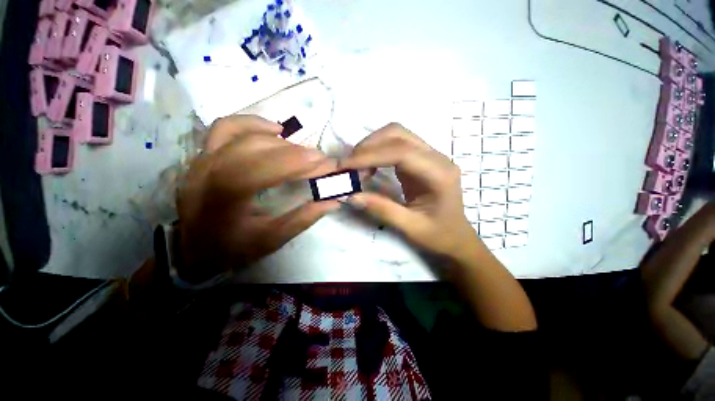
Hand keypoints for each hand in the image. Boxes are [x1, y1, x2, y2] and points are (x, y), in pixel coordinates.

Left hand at [176, 115, 339, 282]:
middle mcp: (209, 171)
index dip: (300, 163)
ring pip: (245, 134)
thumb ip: (303, 219)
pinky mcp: (203, 155)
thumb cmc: (232, 249)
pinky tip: (274, 131)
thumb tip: (332, 201)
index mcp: (225, 197)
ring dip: (280, 140)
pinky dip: (253, 124)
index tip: (327, 164)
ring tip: (301, 151)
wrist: (192, 250)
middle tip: (320, 161)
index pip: (268, 167)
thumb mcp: (271, 240)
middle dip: (297, 152)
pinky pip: (226, 127)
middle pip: (259, 148)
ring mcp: (202, 159)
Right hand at [340, 123, 477, 261]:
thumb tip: (351, 195)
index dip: (370, 155)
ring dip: (372, 146)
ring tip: (356, 166)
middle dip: (369, 146)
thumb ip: (381, 209)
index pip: (401, 152)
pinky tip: (369, 166)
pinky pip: (397, 145)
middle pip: (398, 134)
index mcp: (439, 174)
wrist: (456, 236)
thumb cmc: (438, 235)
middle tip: (349, 166)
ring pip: (396, 135)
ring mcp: (430, 155)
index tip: (345, 166)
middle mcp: (437, 158)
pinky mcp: (421, 159)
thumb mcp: (410, 227)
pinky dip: (378, 151)